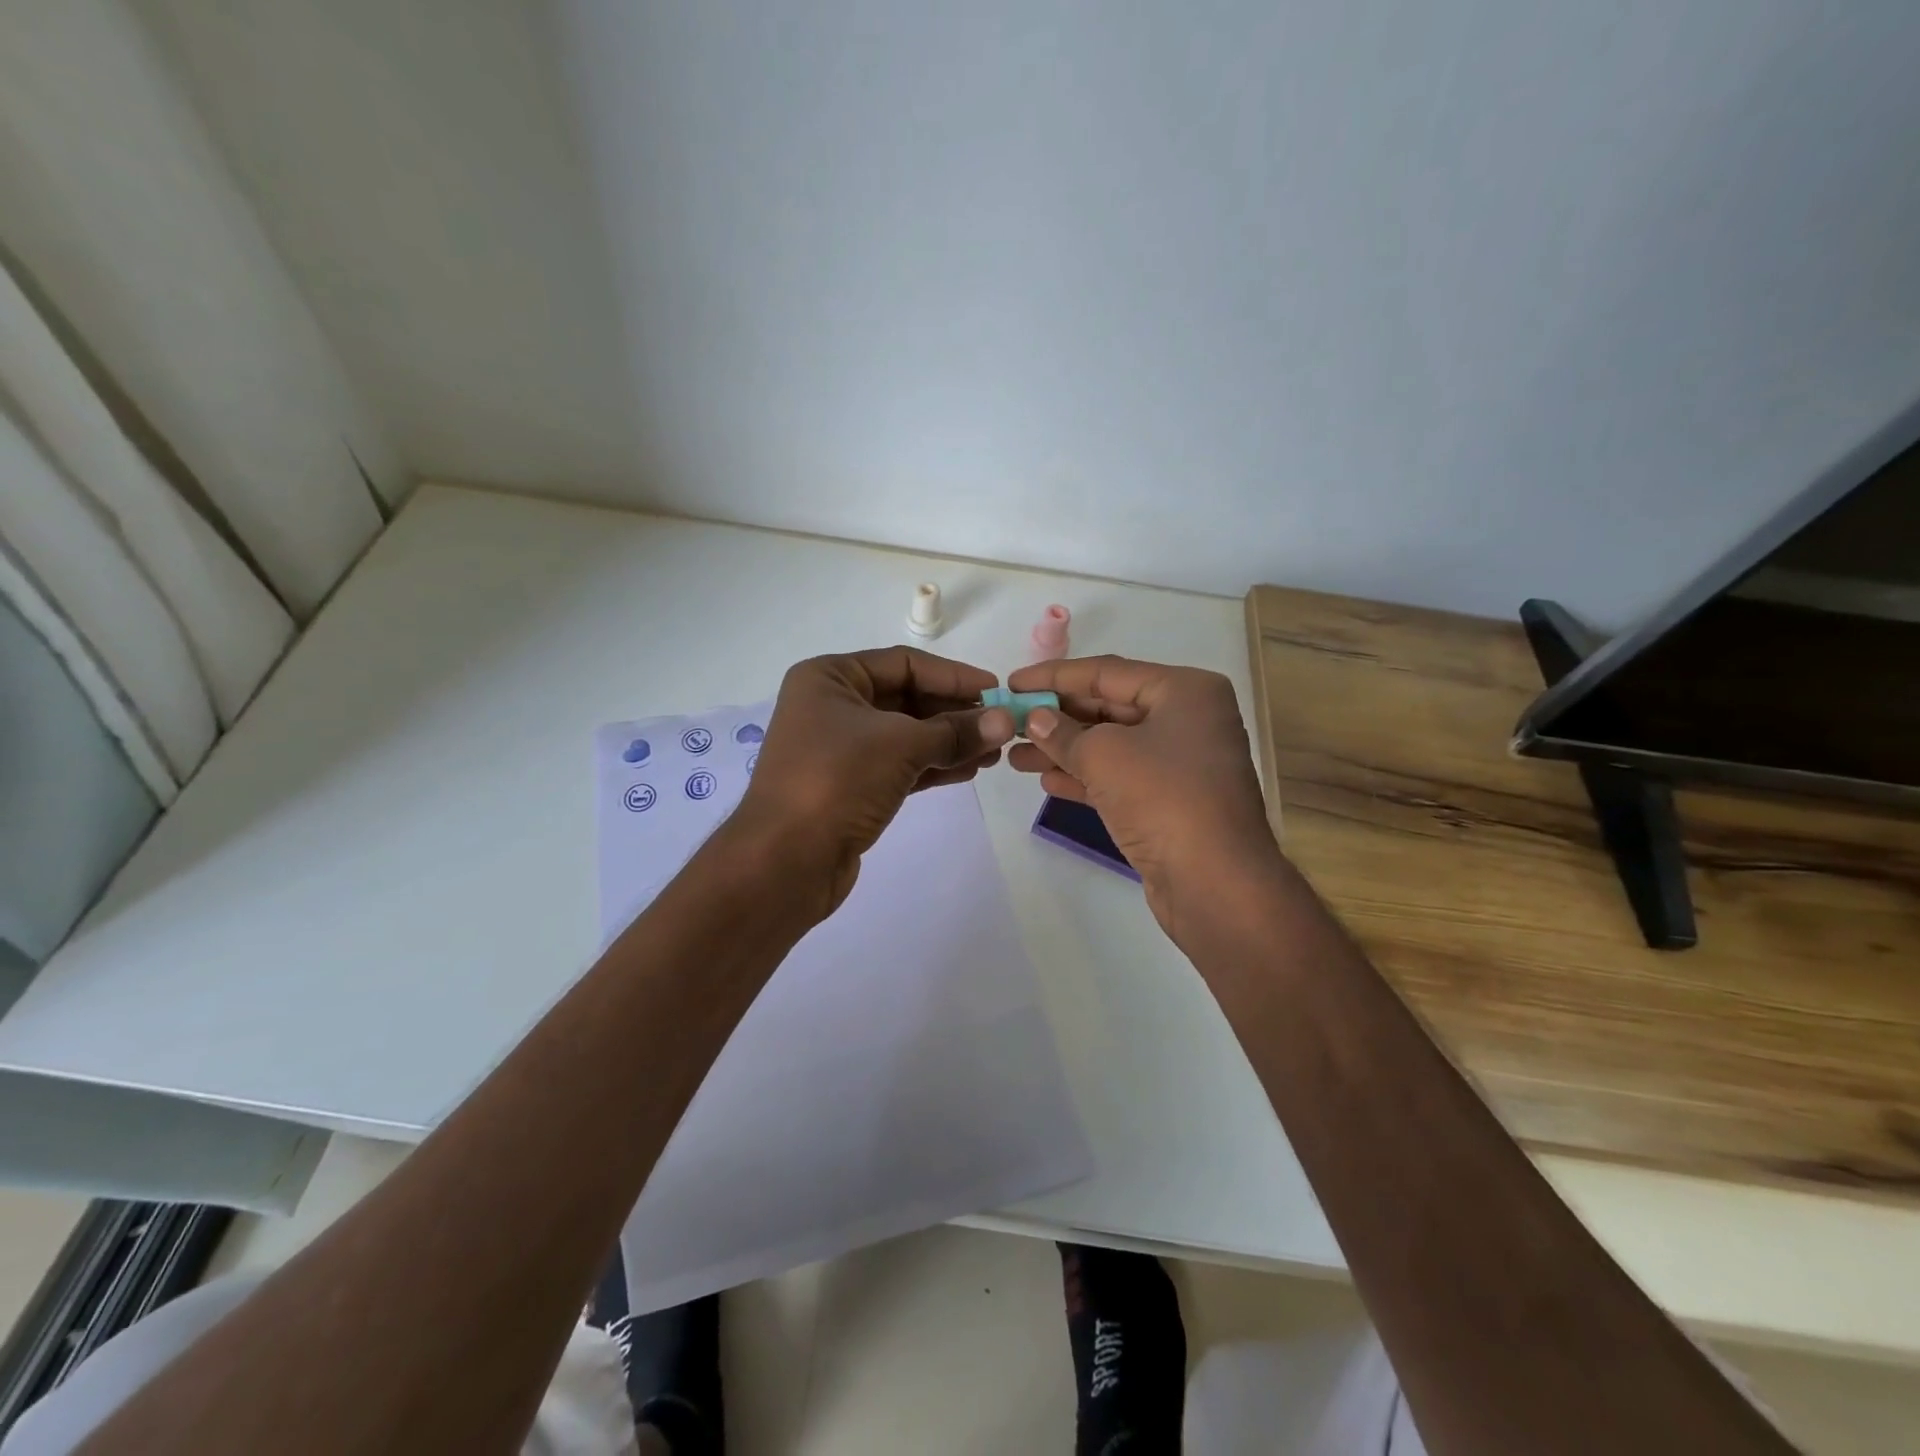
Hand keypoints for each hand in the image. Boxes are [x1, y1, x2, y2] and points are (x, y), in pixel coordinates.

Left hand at [734, 646, 1014, 912]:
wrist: (784, 861)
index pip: (904, 664)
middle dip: (955, 713)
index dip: (953, 676)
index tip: (997, 689)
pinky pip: (900, 765)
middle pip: (906, 699)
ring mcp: (840, 749)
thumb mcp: (901, 745)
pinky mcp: (850, 786)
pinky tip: (969, 770)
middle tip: (1002, 726)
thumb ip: (956, 731)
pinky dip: (933, 766)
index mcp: (830, 678)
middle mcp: (832, 707)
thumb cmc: (837, 781)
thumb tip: (1006, 721)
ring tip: (995, 752)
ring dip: (950, 742)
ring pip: (906, 735)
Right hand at [1006, 655, 1280, 942]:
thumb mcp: (1104, 755)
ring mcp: (1181, 763)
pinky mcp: (1171, 802)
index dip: (1054, 676)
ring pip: (1111, 746)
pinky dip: (1085, 777)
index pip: (1107, 672)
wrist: (1215, 883)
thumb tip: (1035, 718)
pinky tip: (1047, 781)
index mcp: (1184, 691)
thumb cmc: (1163, 798)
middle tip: (1010, 721)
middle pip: (1109, 707)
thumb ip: (1062, 732)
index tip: (1013, 683)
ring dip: (1063, 750)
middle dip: (1057, 717)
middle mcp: (1187, 719)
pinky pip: (1120, 778)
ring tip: (1015, 756)